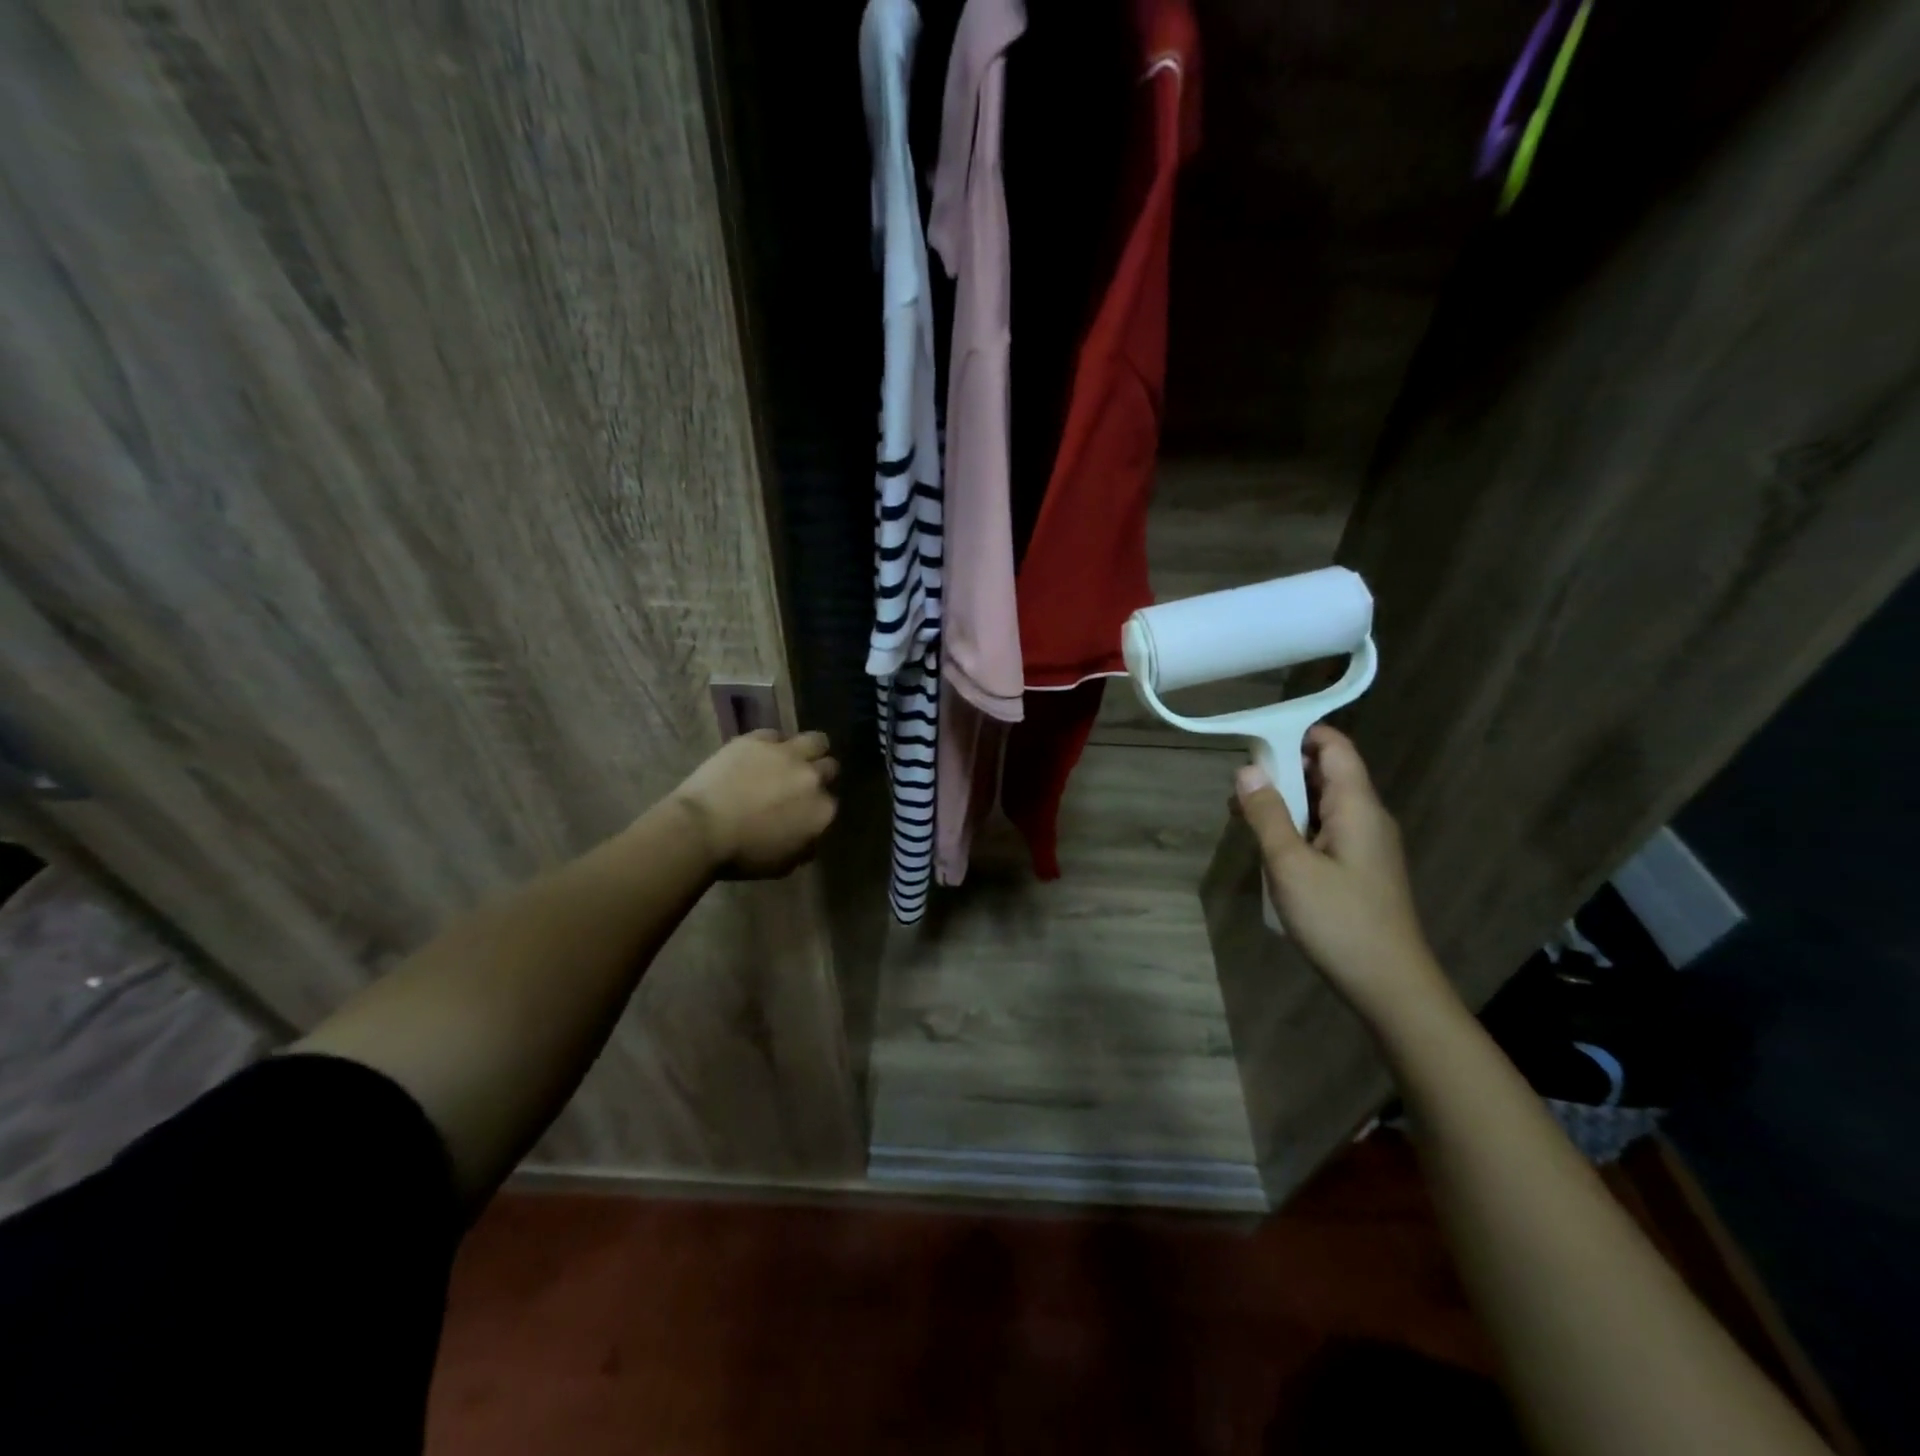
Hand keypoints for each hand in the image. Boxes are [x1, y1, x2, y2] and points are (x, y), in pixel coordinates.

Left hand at [668, 730, 838, 878]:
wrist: (700, 830)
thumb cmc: (741, 855)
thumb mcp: (783, 864)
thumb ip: (806, 846)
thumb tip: (809, 835)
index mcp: (822, 812)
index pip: (831, 803)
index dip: (817, 806)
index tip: (804, 811)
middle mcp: (812, 778)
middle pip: (829, 768)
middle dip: (819, 775)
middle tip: (799, 784)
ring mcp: (786, 754)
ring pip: (816, 741)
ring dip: (810, 750)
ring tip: (794, 757)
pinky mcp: (758, 740)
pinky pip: (776, 735)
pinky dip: (772, 744)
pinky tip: (760, 754)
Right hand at [1232, 724, 1450, 1023]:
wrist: (1389, 984)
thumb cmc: (1338, 920)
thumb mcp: (1290, 865)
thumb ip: (1267, 814)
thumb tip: (1247, 770)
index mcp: (1356, 806)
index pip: (1334, 746)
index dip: (1298, 734)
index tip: (1255, 741)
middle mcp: (1367, 816)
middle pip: (1325, 772)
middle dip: (1281, 770)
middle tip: (1238, 786)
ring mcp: (1366, 844)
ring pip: (1322, 803)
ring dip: (1284, 802)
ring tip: (1242, 817)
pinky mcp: (1360, 867)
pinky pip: (1325, 830)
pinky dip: (1295, 827)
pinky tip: (1269, 848)